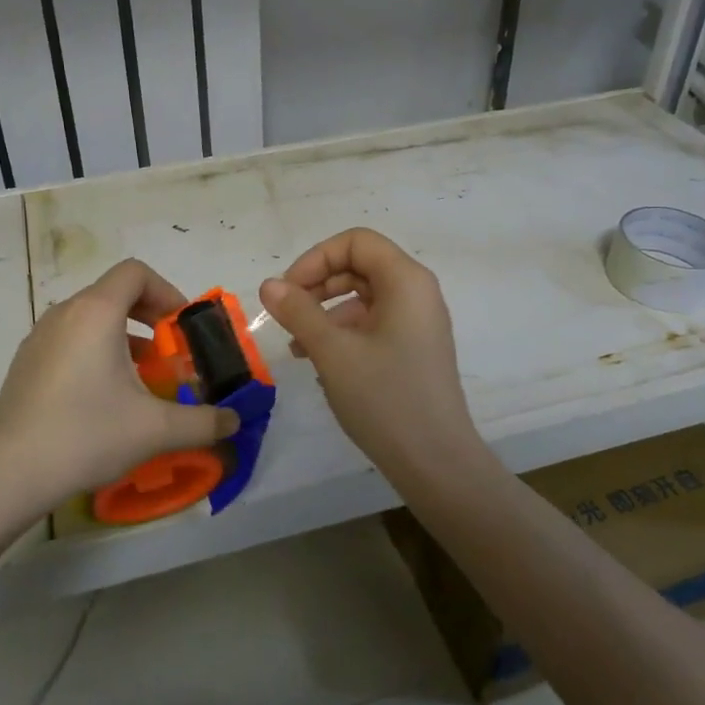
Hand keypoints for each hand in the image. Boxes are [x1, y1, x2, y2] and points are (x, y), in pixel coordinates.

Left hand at [0, 259, 239, 504]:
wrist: (8, 474)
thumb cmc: (87, 434)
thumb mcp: (155, 429)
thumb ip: (203, 422)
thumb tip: (234, 421)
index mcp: (96, 312)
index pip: (135, 272)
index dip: (167, 291)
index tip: (182, 328)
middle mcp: (65, 314)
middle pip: (114, 293)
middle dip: (150, 317)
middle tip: (170, 353)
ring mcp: (40, 338)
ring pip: (91, 319)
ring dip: (124, 337)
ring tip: (141, 380)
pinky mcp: (26, 364)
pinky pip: (70, 340)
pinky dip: (96, 352)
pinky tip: (103, 399)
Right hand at [258, 228, 481, 469]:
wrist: (435, 463)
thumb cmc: (385, 399)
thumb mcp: (333, 352)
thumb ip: (298, 311)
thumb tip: (269, 284)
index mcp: (406, 280)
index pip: (355, 242)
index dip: (315, 258)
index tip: (287, 291)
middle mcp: (417, 292)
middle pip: (359, 266)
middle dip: (318, 284)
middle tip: (286, 315)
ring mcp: (418, 321)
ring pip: (363, 297)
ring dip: (325, 312)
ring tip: (297, 347)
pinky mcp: (414, 348)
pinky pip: (373, 323)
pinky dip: (343, 332)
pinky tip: (320, 362)